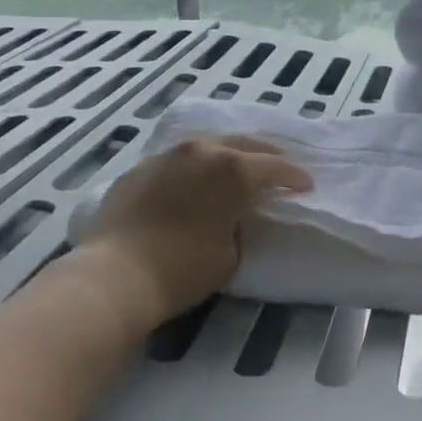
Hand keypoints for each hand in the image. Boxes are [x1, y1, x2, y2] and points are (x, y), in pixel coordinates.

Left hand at [76, 134, 311, 328]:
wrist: (115, 275)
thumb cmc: (183, 269)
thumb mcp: (230, 254)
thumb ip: (240, 225)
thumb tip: (233, 216)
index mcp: (232, 169)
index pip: (274, 168)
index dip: (294, 178)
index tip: (306, 186)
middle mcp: (202, 151)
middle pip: (243, 145)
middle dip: (265, 156)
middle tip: (278, 167)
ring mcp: (167, 156)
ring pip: (207, 145)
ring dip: (226, 155)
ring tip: (236, 167)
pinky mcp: (140, 168)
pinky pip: (176, 161)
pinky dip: (192, 168)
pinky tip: (192, 183)